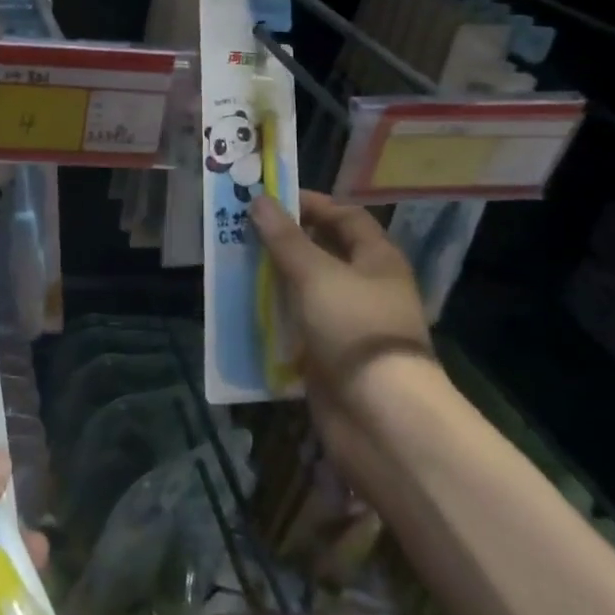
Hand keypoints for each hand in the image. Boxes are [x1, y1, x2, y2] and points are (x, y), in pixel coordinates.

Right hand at [249, 190, 431, 388]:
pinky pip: (299, 325)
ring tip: (235, 266)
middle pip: (324, 252)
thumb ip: (285, 238)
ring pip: (307, 290)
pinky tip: (245, 308)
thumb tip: (259, 200)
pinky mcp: (331, 354)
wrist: (379, 414)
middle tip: (243, 231)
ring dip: (275, 279)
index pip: (345, 216)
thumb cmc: (354, 327)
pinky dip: (276, 315)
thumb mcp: (315, 274)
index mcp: (377, 259)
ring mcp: (349, 322)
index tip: (269, 199)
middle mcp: (367, 286)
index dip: (310, 204)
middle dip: (285, 241)